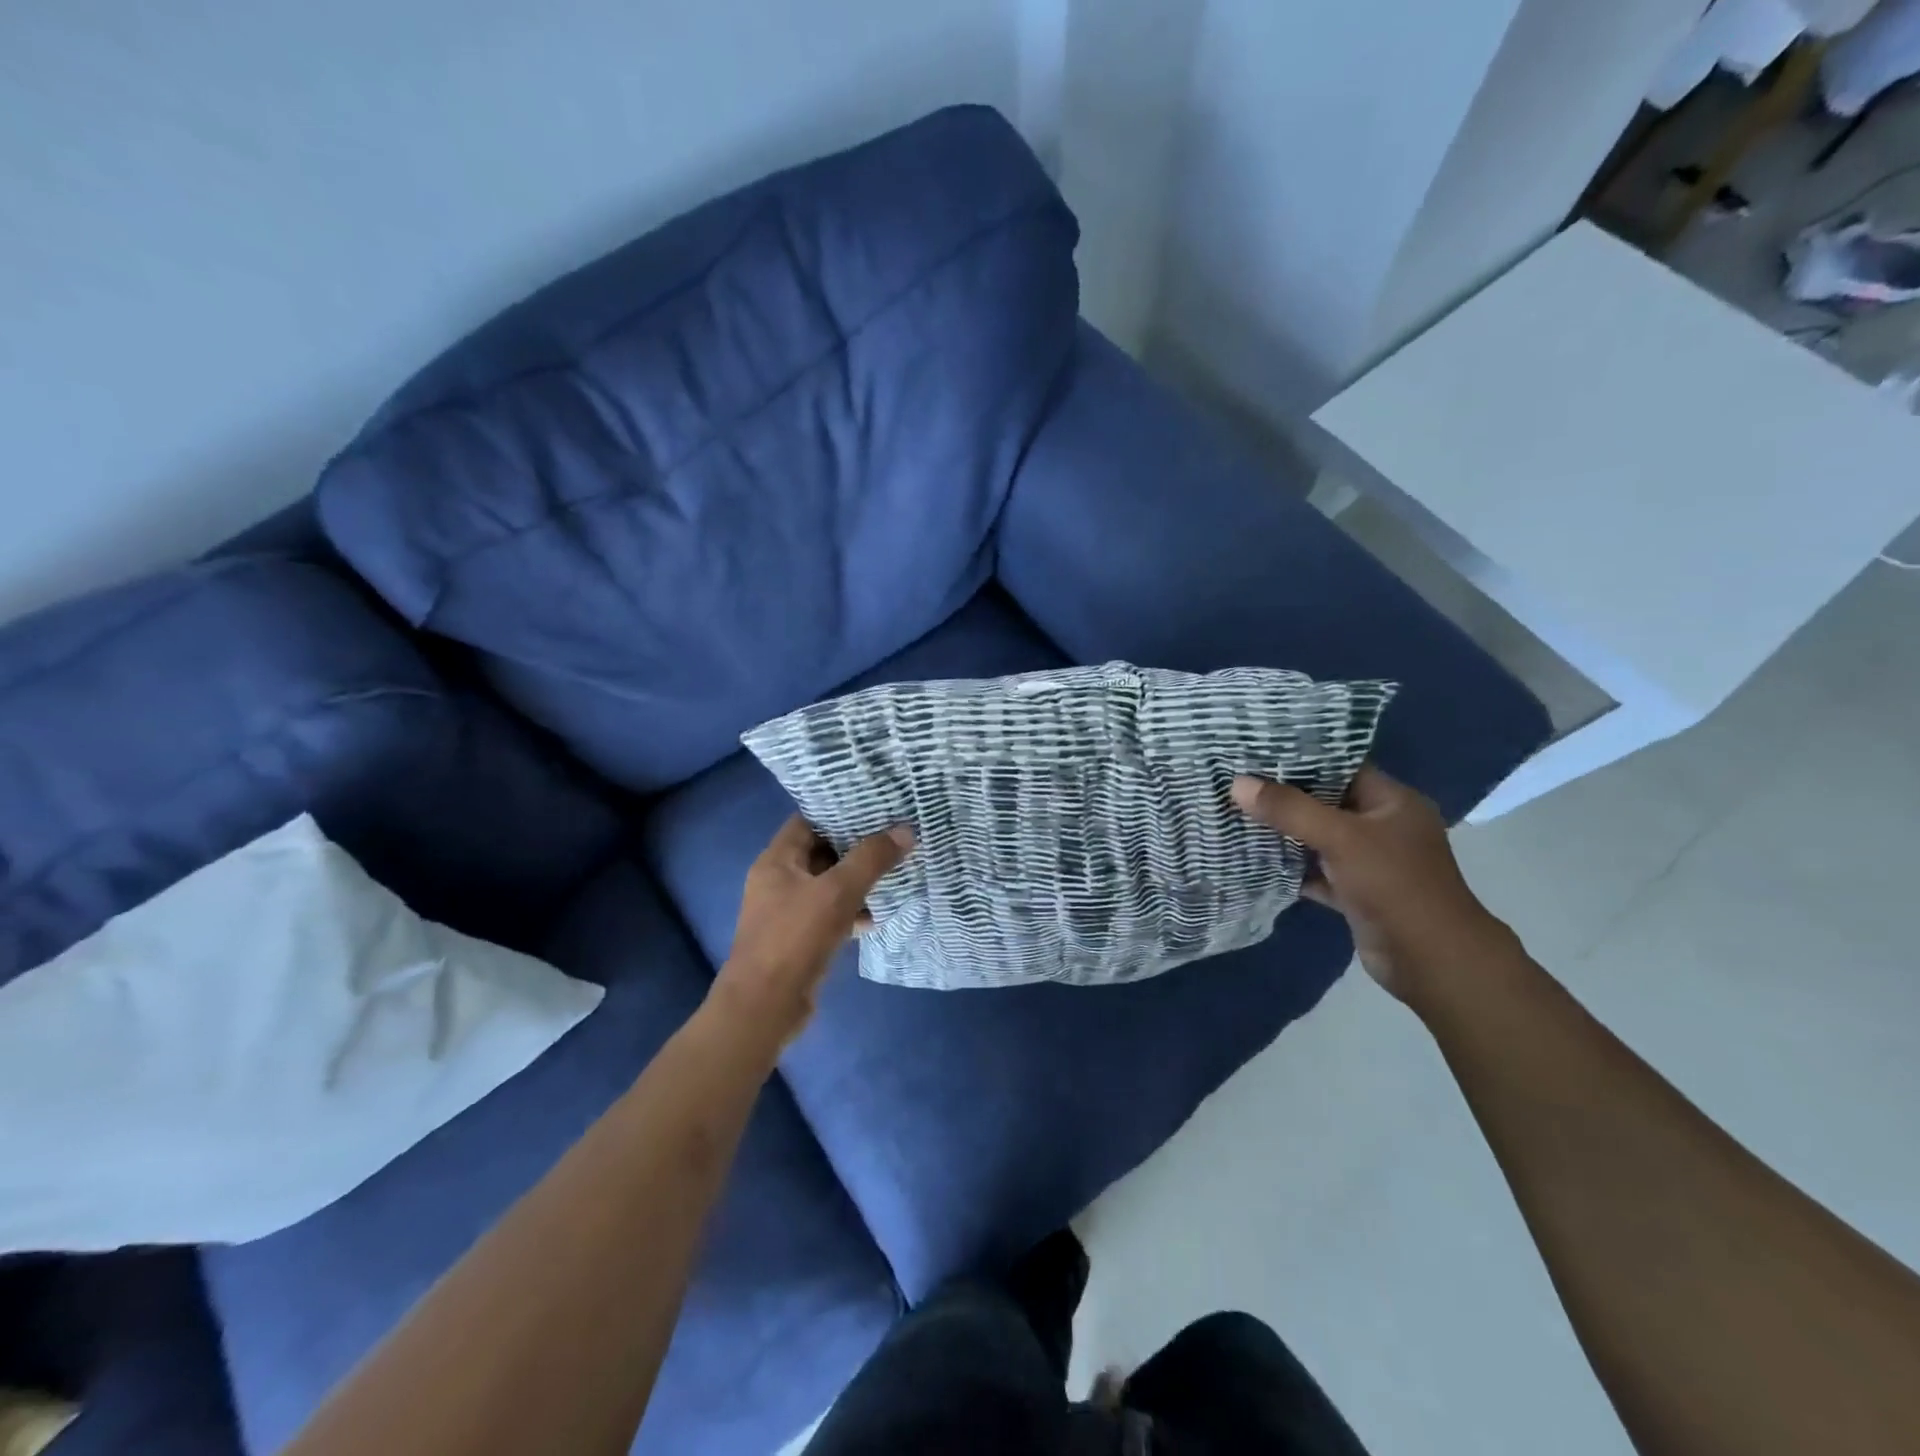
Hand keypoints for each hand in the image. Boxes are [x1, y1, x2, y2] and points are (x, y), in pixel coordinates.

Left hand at [708, 815, 914, 1052]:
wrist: (764, 1008)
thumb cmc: (795, 939)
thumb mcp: (838, 893)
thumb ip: (871, 859)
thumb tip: (906, 831)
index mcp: (777, 860)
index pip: (808, 819)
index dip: (839, 809)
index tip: (875, 803)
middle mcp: (778, 880)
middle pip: (821, 852)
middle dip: (856, 846)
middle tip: (893, 834)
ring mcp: (787, 911)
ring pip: (828, 885)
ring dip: (857, 880)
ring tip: (894, 870)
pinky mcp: (799, 939)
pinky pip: (829, 914)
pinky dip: (851, 911)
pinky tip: (878, 915)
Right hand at [1230, 765, 1516, 1005]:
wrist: (1431, 961)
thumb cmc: (1395, 885)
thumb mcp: (1340, 838)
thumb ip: (1289, 809)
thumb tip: (1237, 784)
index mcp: (1392, 802)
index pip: (1341, 767)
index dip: (1300, 757)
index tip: (1255, 750)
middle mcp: (1383, 826)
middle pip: (1325, 802)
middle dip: (1283, 796)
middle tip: (1236, 781)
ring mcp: (1370, 862)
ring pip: (1317, 838)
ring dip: (1283, 833)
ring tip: (1235, 813)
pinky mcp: (1356, 893)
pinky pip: (1316, 872)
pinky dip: (1290, 868)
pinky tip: (1252, 859)